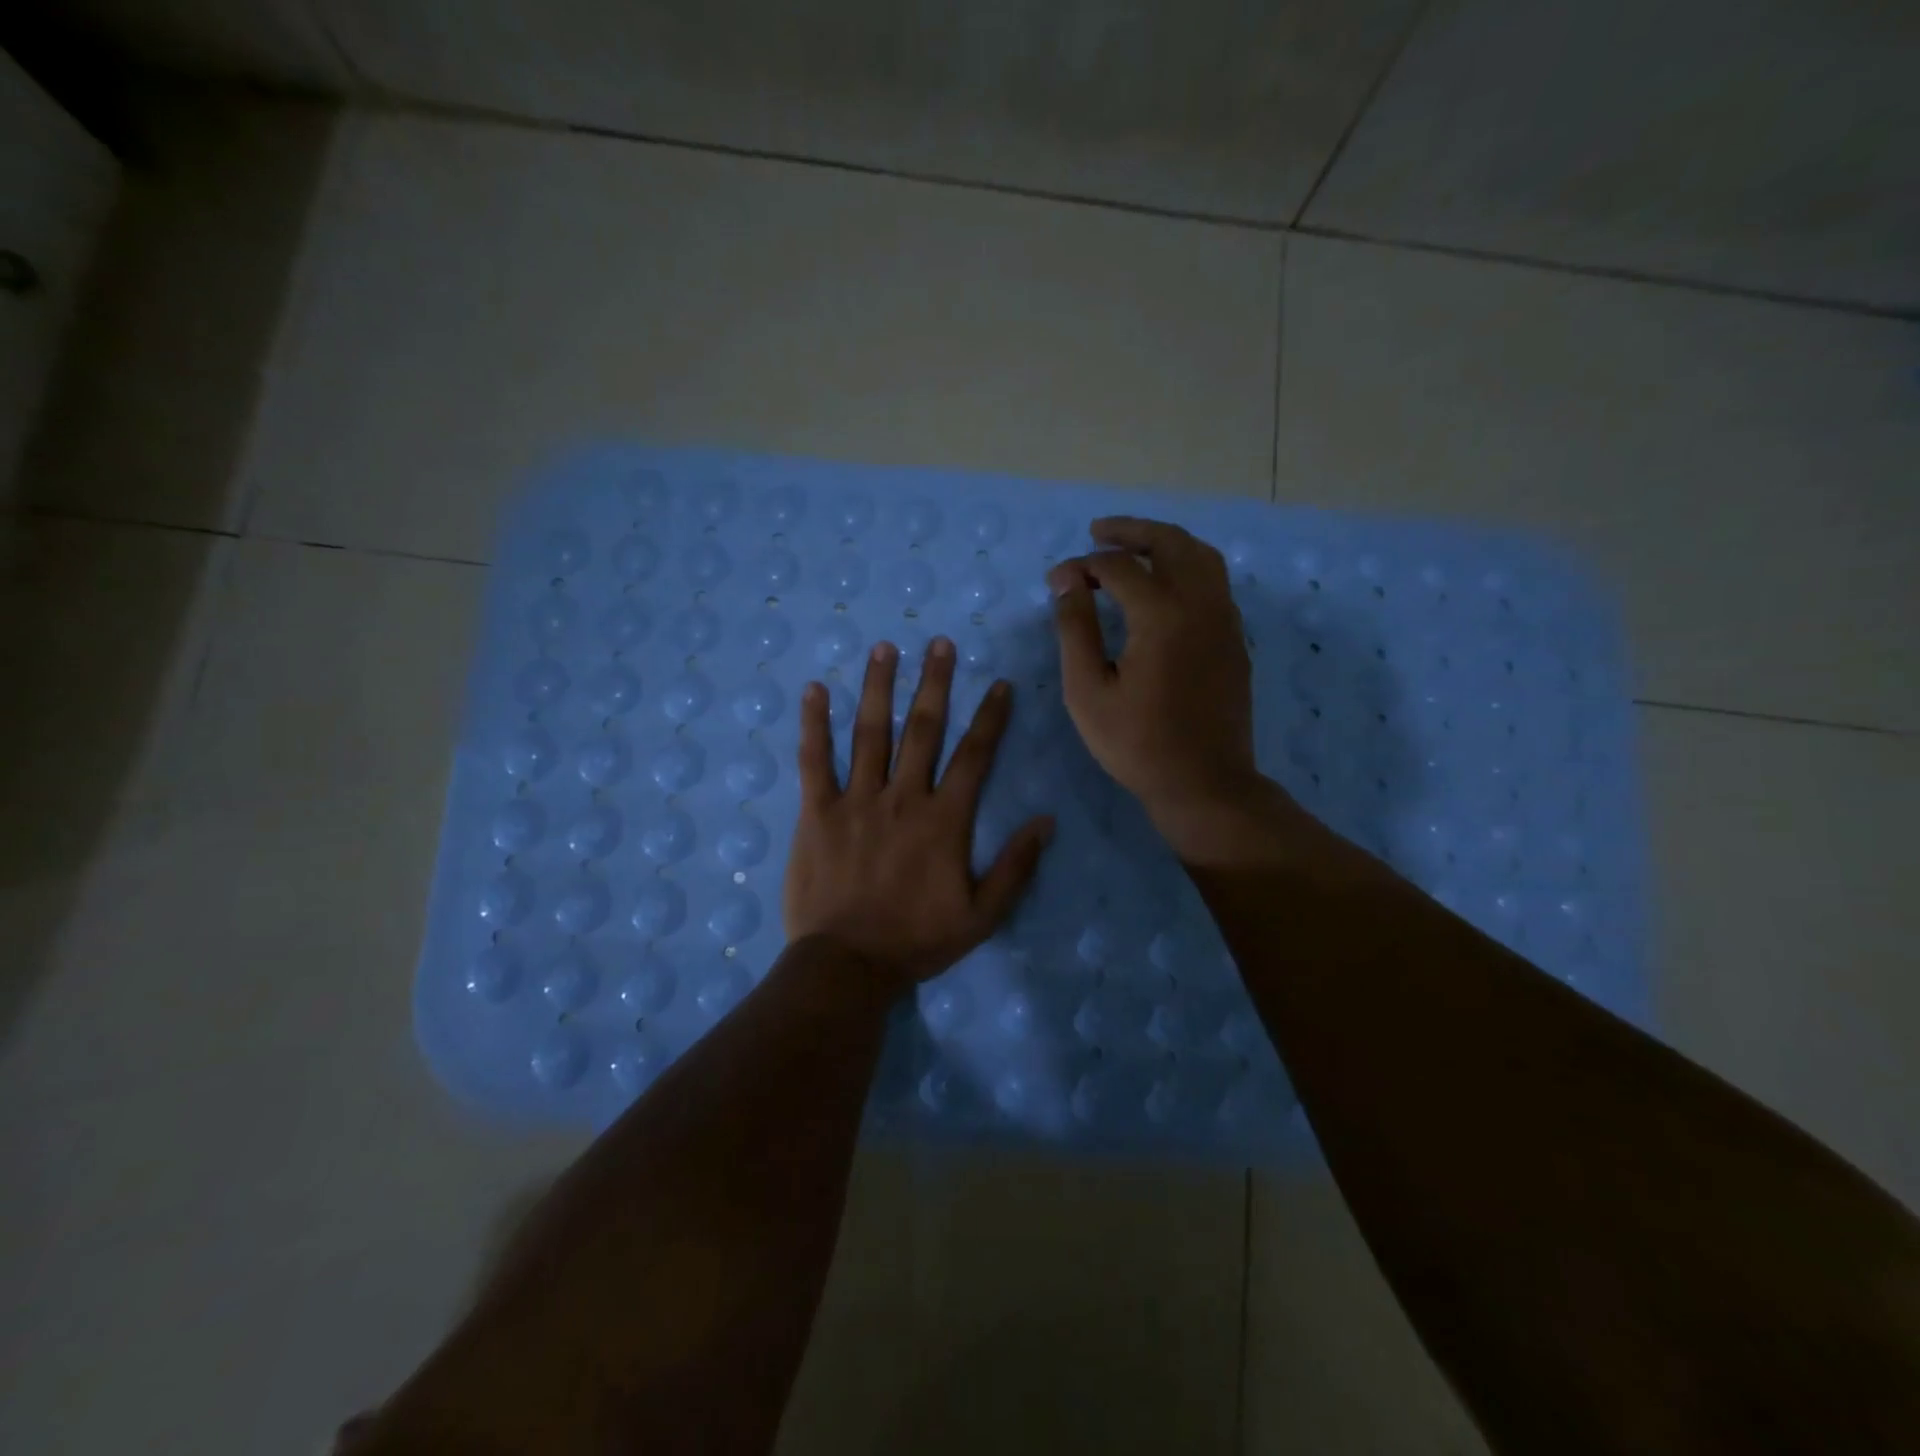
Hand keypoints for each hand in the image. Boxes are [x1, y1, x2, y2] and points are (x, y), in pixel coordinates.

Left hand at [783, 638, 1053, 987]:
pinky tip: (815, 689)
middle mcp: (902, 798)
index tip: (997, 683)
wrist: (847, 966)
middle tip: (939, 643)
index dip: (989, 717)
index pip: (974, 756)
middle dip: (934, 683)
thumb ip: (1016, 866)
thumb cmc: (916, 941)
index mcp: (944, 820)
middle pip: (922, 729)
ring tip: (885, 648)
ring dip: (878, 687)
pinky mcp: (816, 812)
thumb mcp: (982, 915)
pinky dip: (814, 724)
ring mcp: (856, 800)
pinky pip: (814, 760)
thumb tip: (1047, 820)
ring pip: (870, 733)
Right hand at [1049, 516, 1273, 856]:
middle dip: (1131, 531)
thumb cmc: (1136, 743)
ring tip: (1132, 549)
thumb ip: (1076, 630)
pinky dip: (1186, 568)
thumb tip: (1067, 583)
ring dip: (1165, 543)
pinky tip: (1163, 587)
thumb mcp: (1087, 691)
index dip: (1082, 567)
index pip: (1118, 568)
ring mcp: (1226, 621)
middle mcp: (1201, 605)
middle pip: (1171, 543)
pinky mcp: (1235, 639)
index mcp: (1162, 616)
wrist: (1204, 783)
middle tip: (1098, 532)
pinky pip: (1214, 583)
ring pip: (1201, 557)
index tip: (1056, 582)